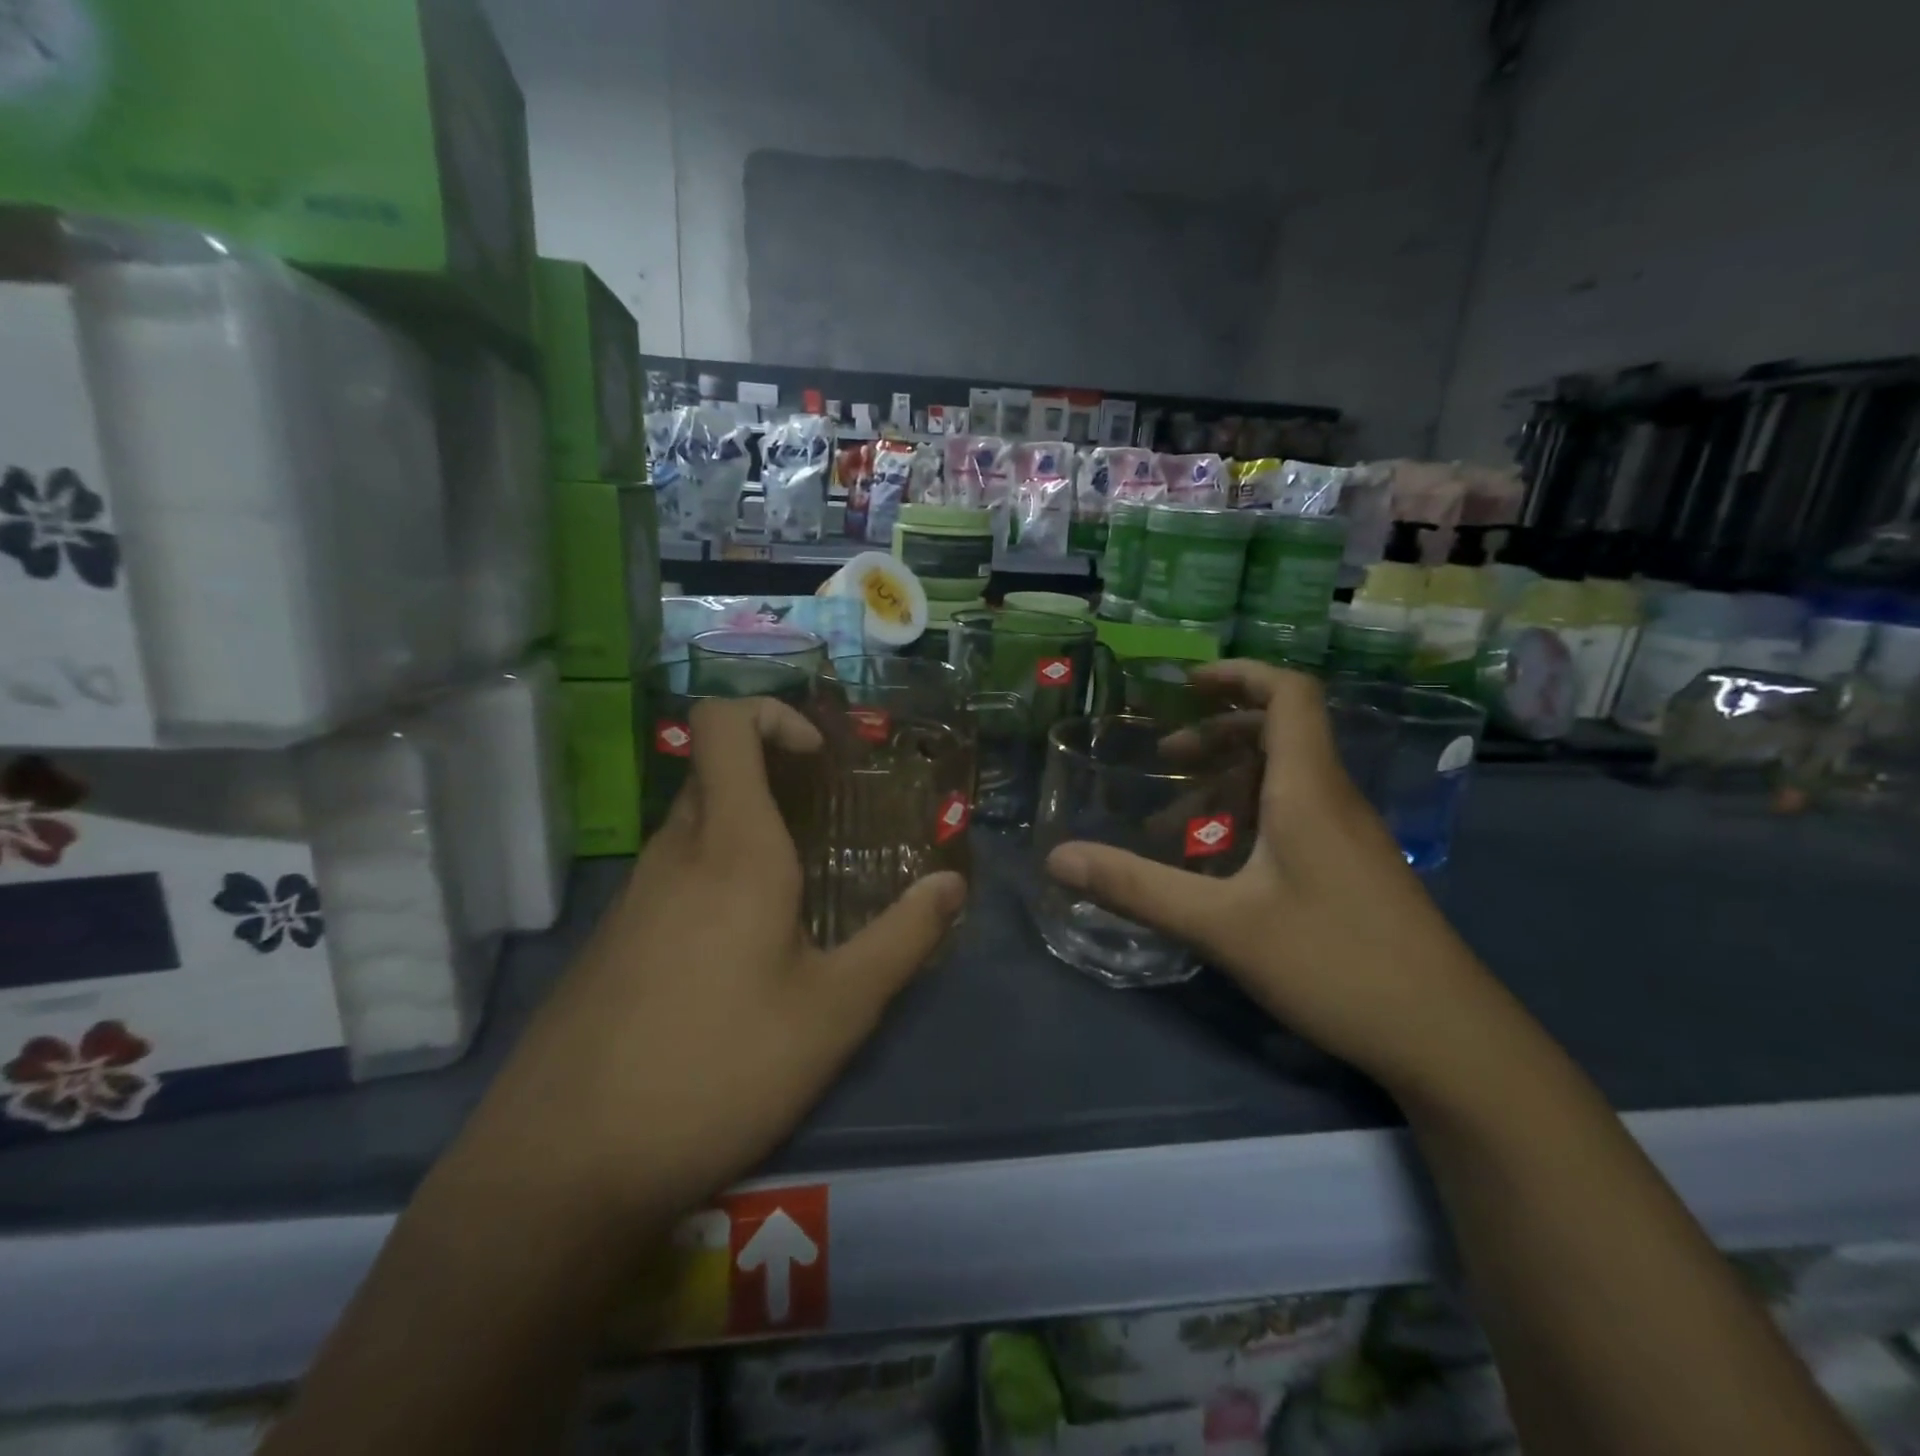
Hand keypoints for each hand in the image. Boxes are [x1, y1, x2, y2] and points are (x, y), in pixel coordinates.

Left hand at [461, 696, 966, 1225]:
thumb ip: (902, 939)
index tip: (821, 762)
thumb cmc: (717, 1069)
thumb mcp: (835, 1011)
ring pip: (696, 831)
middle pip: (717, 775)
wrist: (562, 1167)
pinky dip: (717, 882)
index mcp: (731, 848)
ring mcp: (632, 898)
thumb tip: (952, 884)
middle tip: (829, 831)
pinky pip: (673, 879)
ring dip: (750, 838)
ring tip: (799, 898)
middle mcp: (674, 854)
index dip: (773, 715)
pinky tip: (743, 956)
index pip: (723, 723)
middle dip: (777, 782)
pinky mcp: (612, 942)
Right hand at [1045, 662, 1499, 1089]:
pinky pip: (1296, 815)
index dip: (1239, 674)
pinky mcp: (1354, 870)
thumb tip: (1057, 859)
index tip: (1186, 685)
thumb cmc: (1335, 964)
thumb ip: (1137, 888)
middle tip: (1164, 761)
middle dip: (1217, 733)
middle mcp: (1333, 799)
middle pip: (1280, 732)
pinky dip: (1249, 817)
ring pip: (1285, 779)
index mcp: (1308, 789)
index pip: (1289, 694)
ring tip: (1174, 819)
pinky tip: (1219, 864)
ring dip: (1228, 781)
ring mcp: (1349, 836)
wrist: (1449, 1040)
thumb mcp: (1222, 926)